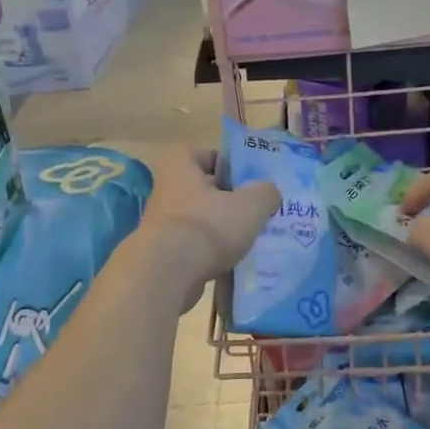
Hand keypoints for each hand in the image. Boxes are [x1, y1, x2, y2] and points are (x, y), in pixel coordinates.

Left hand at [136, 147, 279, 311]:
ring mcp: (161, 223)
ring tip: (248, 240)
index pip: (208, 154)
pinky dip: (210, 253)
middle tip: (255, 211)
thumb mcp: (251, 204)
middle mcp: (165, 189)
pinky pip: (193, 247)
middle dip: (229, 200)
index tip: (251, 182)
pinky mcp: (162, 253)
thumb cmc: (209, 226)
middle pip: (205, 189)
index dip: (231, 165)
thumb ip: (266, 192)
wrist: (168, 274)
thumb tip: (269, 192)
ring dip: (220, 229)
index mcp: (180, 165)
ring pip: (200, 220)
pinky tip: (231, 263)